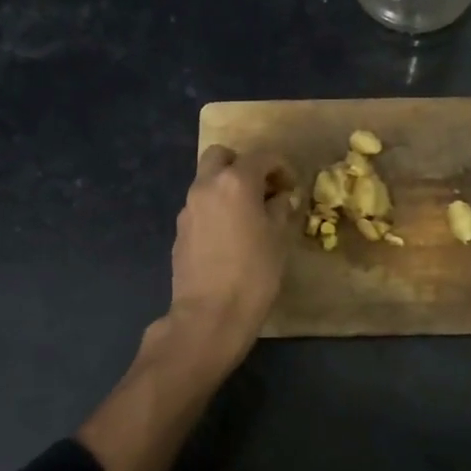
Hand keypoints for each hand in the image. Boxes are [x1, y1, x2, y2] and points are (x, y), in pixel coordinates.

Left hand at [164, 144, 294, 362]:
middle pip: (221, 155)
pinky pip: (200, 206)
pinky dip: (215, 209)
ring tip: (248, 215)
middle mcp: (206, 186)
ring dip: (227, 187)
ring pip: (207, 181)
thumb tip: (280, 198)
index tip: (291, 187)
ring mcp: (188, 208)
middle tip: (262, 189)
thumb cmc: (254, 274)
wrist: (210, 314)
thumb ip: (279, 209)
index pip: (262, 156)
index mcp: (236, 182)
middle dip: (243, 165)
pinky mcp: (179, 230)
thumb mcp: (278, 239)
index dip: (281, 167)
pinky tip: (229, 236)